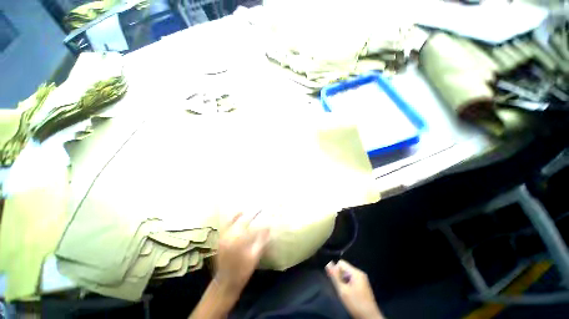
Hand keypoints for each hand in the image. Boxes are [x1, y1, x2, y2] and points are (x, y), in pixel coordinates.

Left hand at [214, 211, 269, 295]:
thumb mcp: (255, 256)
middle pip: (241, 218)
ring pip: (233, 219)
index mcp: (238, 239)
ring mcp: (224, 236)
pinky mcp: (221, 238)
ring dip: (242, 213)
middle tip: (259, 208)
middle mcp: (230, 235)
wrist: (225, 282)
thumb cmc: (242, 270)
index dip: (257, 215)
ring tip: (250, 210)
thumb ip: (262, 240)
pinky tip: (239, 216)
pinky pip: (227, 224)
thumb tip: (268, 227)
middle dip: (251, 212)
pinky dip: (233, 218)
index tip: (264, 210)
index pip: (249, 222)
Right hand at [326, 260, 384, 318]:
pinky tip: (348, 294)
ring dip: (343, 281)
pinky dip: (348, 285)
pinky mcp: (363, 285)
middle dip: (340, 277)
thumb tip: (328, 263)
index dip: (335, 270)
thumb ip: (335, 276)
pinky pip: (351, 279)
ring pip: (347, 275)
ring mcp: (362, 279)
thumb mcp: (343, 290)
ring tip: (344, 292)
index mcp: (356, 272)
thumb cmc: (356, 304)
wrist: (370, 318)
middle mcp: (360, 273)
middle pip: (344, 268)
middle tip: (340, 289)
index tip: (335, 282)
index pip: (341, 263)